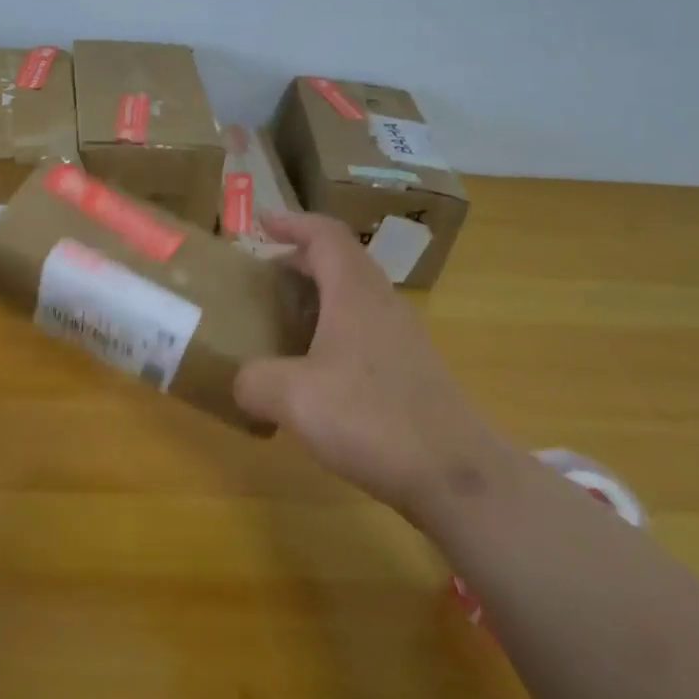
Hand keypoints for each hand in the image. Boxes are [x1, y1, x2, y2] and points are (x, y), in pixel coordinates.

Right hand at [233, 213, 493, 520]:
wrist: (457, 475)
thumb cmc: (373, 419)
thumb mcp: (294, 398)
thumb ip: (254, 380)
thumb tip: (242, 381)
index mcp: (355, 293)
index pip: (326, 235)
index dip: (293, 222)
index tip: (261, 224)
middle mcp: (382, 305)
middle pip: (340, 263)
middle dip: (299, 262)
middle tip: (262, 281)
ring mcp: (402, 339)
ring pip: (353, 299)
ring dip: (317, 299)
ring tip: (281, 324)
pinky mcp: (411, 371)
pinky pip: (363, 332)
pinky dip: (332, 334)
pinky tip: (312, 374)